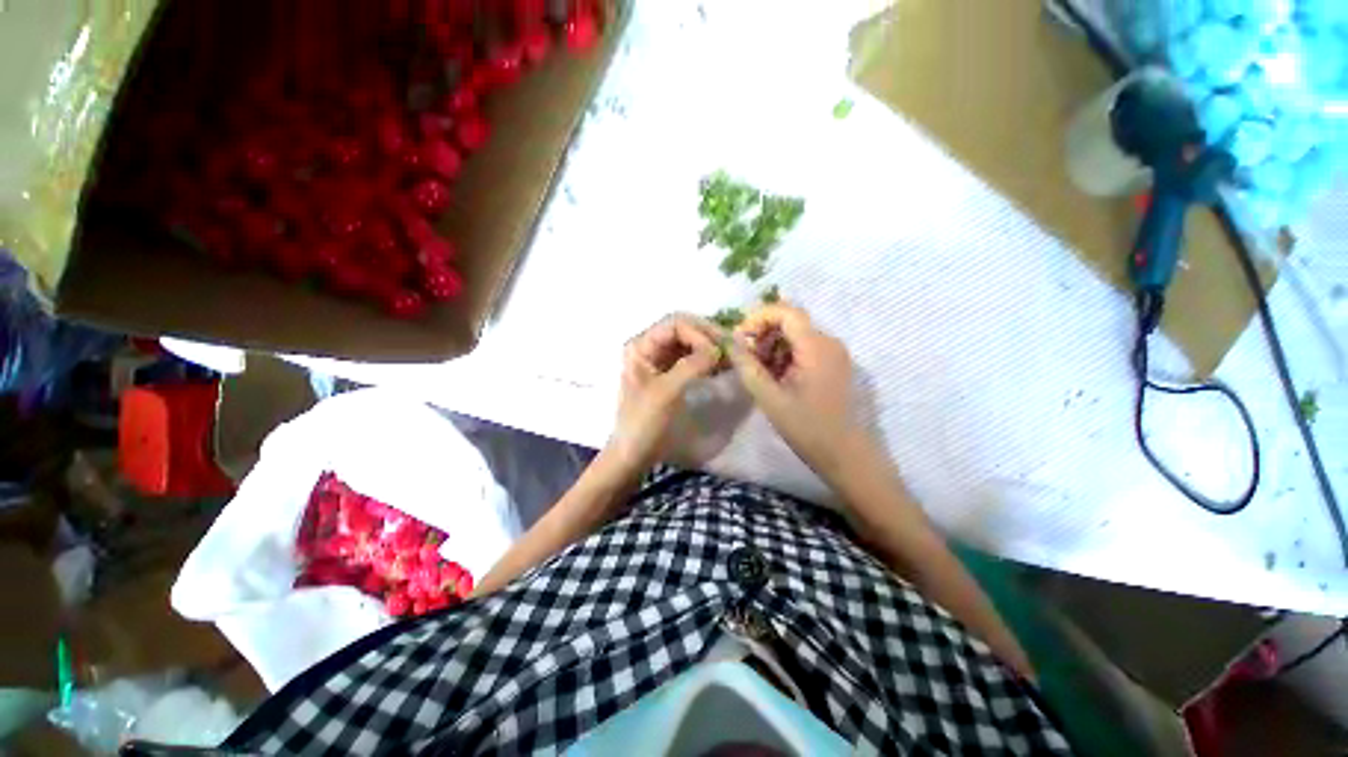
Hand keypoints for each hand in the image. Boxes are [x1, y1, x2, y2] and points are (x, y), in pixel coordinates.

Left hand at [607, 314, 721, 472]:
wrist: (635, 452)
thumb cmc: (644, 422)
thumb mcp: (666, 392)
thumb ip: (691, 366)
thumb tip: (718, 349)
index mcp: (641, 346)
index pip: (675, 324)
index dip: (699, 333)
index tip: (718, 352)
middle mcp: (649, 347)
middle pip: (684, 330)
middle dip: (708, 337)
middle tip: (732, 349)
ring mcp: (659, 360)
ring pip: (690, 343)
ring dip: (710, 348)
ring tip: (731, 358)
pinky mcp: (669, 373)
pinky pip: (691, 358)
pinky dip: (707, 360)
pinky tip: (722, 367)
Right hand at [728, 303, 873, 478]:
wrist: (847, 456)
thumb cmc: (808, 429)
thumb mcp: (770, 398)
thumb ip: (748, 366)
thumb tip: (731, 340)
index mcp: (816, 346)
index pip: (785, 311)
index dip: (758, 317)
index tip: (739, 338)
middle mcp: (829, 342)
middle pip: (790, 321)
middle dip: (763, 334)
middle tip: (747, 360)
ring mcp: (835, 353)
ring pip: (797, 336)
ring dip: (773, 347)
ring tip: (760, 373)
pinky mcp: (835, 365)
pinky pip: (806, 349)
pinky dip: (786, 357)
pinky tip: (777, 379)